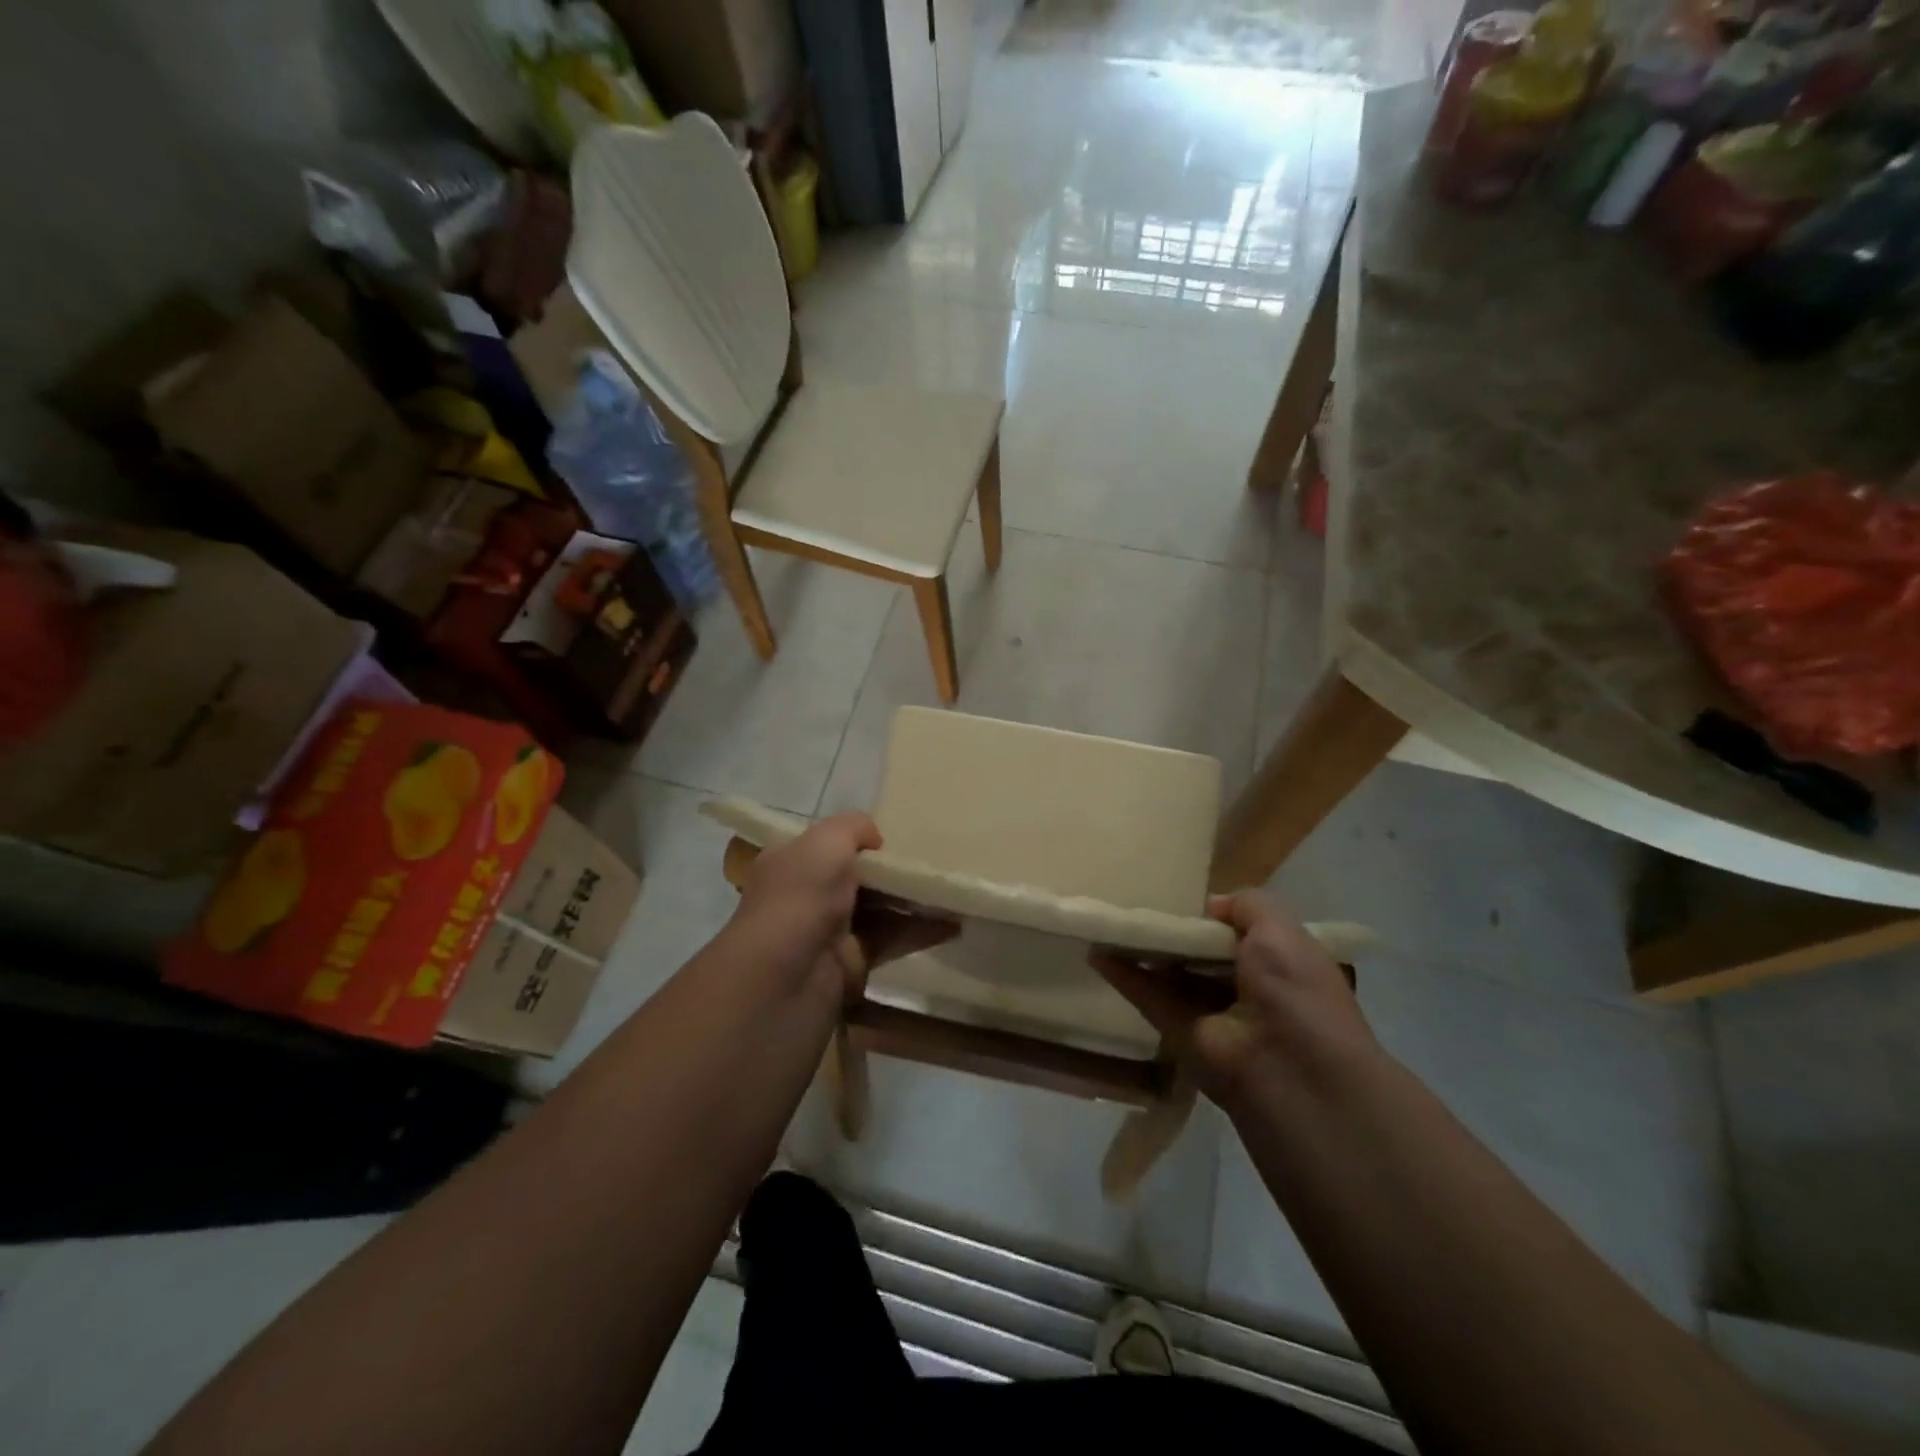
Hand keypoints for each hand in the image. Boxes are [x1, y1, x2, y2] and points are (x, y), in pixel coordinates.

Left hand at [732, 813, 956, 995]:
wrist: (784, 981)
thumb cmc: (802, 898)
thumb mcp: (826, 841)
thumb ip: (854, 827)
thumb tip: (876, 840)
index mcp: (792, 862)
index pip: (828, 845)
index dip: (861, 840)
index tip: (899, 838)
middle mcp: (807, 895)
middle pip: (859, 877)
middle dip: (894, 871)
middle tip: (937, 863)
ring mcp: (829, 931)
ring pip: (879, 909)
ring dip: (914, 901)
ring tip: (954, 892)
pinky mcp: (852, 964)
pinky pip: (891, 940)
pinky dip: (920, 932)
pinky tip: (954, 925)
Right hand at [1091, 890, 1375, 1115]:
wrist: (1288, 1072)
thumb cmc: (1295, 992)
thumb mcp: (1283, 931)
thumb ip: (1248, 906)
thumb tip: (1211, 907)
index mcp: (1284, 967)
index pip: (1245, 935)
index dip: (1218, 918)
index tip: (1186, 901)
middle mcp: (1251, 991)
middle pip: (1204, 954)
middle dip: (1178, 933)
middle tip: (1141, 905)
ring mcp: (1214, 1015)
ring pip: (1174, 975)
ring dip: (1146, 951)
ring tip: (1112, 922)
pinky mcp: (1180, 1035)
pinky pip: (1150, 998)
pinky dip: (1125, 976)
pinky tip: (1098, 952)